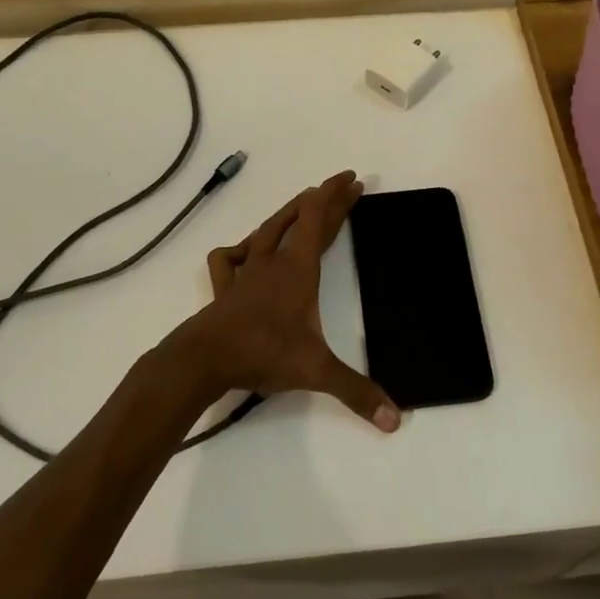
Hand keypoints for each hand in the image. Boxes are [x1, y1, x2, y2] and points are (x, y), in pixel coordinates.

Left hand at [172, 171, 399, 432]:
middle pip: (300, 219)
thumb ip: (356, 392)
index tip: (351, 180)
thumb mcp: (316, 372)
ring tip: (300, 204)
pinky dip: (239, 250)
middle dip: (324, 200)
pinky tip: (244, 253)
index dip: (336, 196)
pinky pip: (229, 258)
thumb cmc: (263, 353)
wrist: (203, 359)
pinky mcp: (224, 288)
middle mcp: (273, 262)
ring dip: (286, 213)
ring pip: (267, 230)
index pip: (319, 220)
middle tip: (343, 186)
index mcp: (298, 269)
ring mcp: (245, 272)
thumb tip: (395, 419)